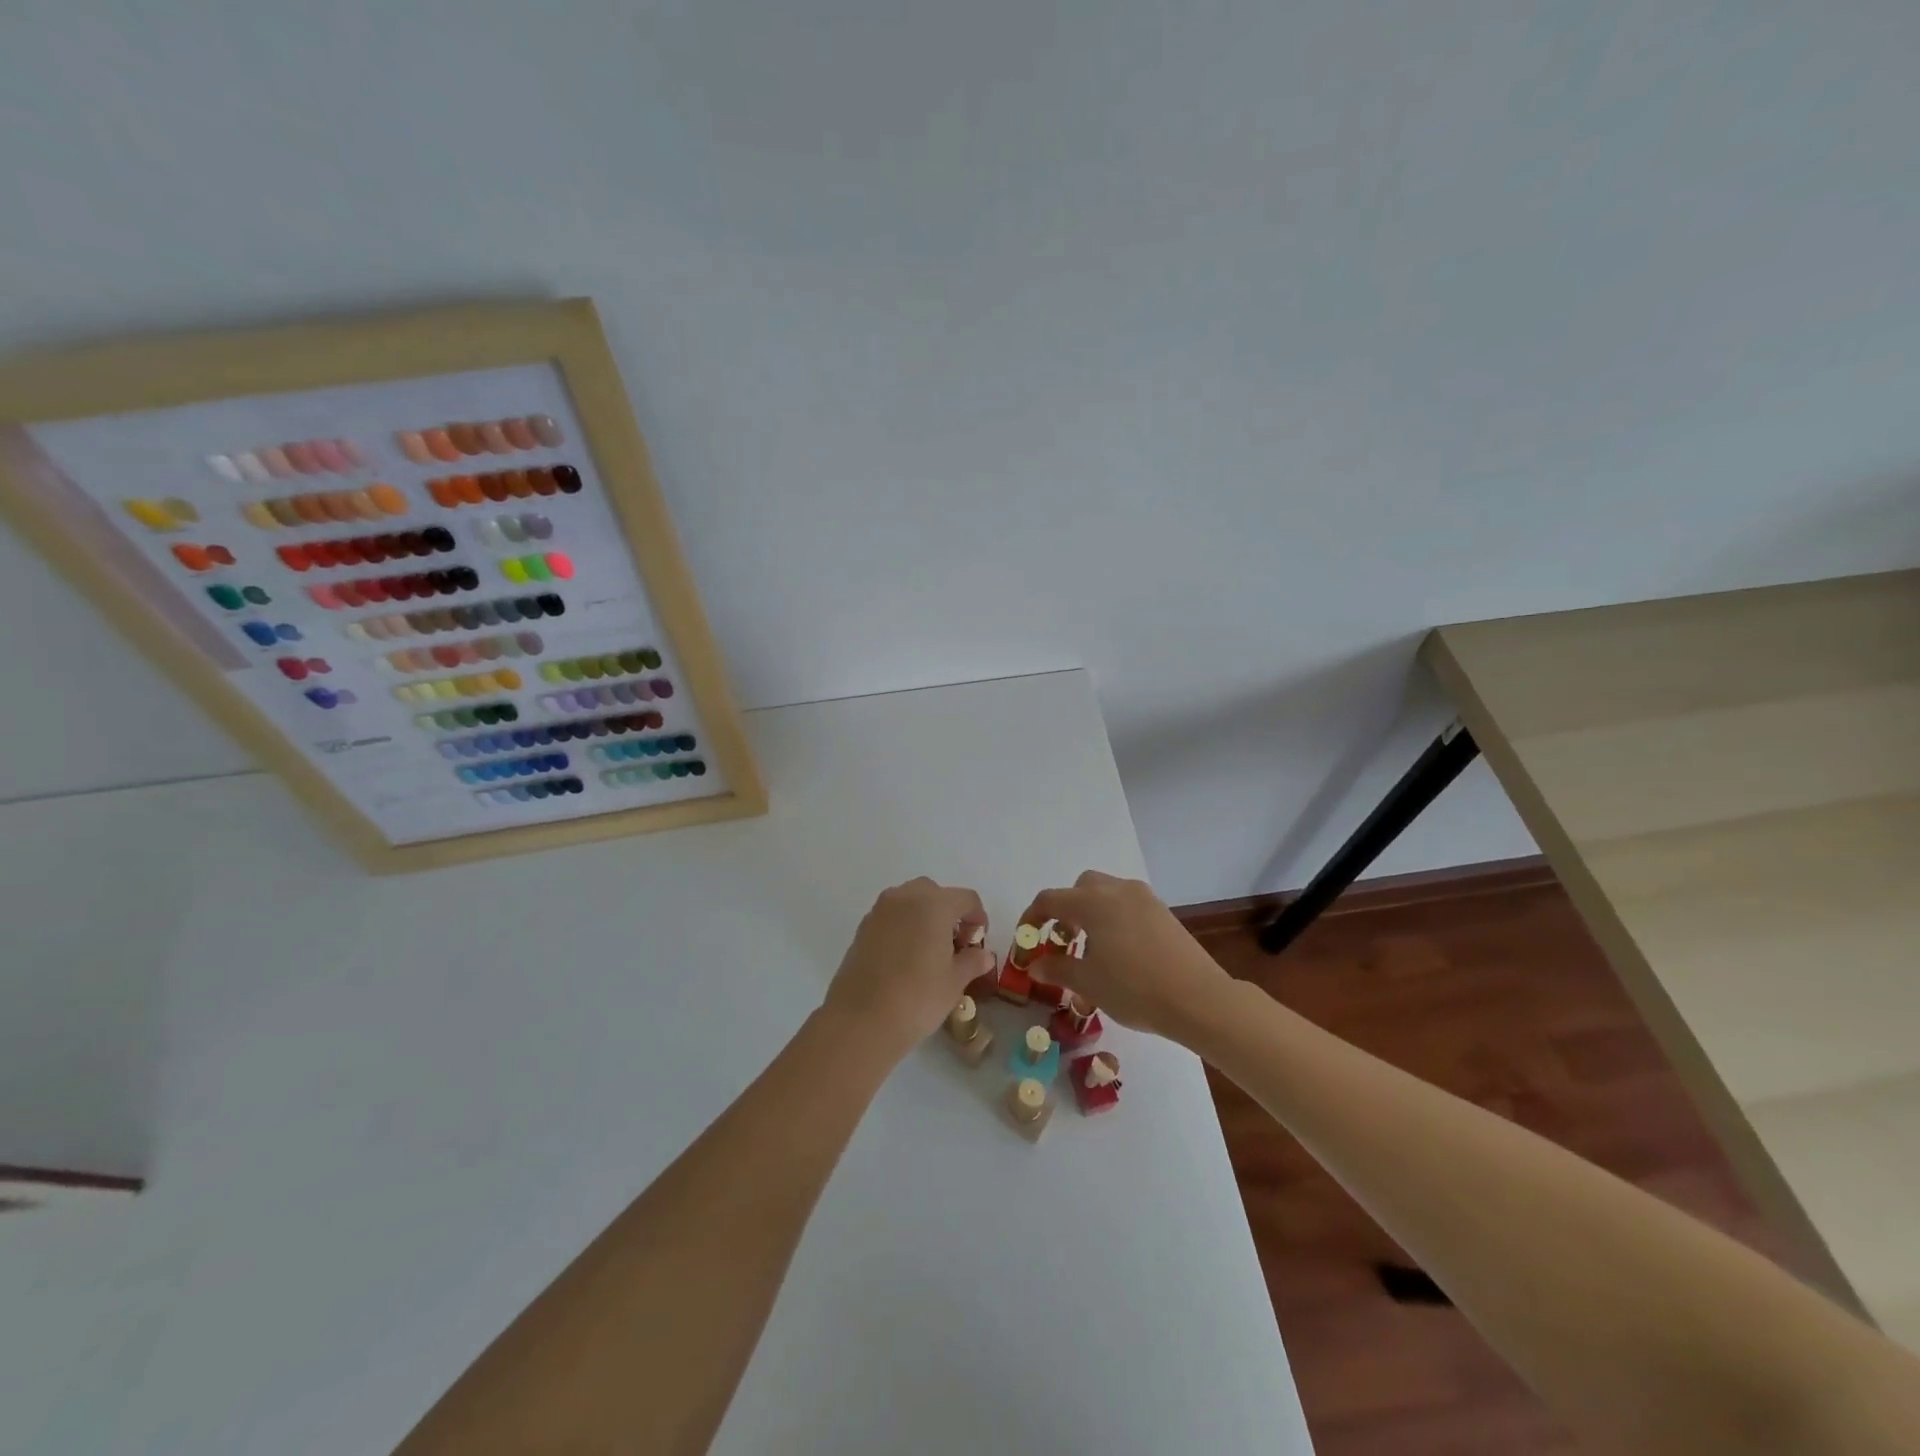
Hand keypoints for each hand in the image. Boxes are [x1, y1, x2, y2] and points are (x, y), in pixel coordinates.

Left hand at [823, 878, 992, 1060]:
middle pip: (935, 893)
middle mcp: (905, 897)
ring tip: (929, 952)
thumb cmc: (917, 997)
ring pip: (910, 901)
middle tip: (954, 946)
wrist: (861, 1020)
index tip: (977, 944)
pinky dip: (903, 927)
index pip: (966, 898)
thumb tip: (983, 955)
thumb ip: (972, 962)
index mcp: (934, 904)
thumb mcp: (954, 982)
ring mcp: (879, 911)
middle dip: (949, 913)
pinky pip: (891, 916)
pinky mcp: (862, 928)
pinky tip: (905, 959)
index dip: (978, 919)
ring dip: (924, 917)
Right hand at [1018, 871, 1230, 1041]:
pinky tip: (1119, 950)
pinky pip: (1127, 903)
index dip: (1032, 917)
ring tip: (1091, 947)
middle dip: (1064, 909)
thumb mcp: (1087, 983)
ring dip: (1090, 911)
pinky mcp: (1163, 911)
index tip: (1026, 940)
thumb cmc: (1134, 988)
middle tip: (1062, 940)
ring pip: (1106, 892)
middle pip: (1080, 888)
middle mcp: (1117, 890)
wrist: (1198, 998)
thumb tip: (1035, 965)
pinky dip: (1113, 917)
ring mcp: (1144, 898)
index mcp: (1092, 902)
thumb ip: (1056, 969)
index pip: (1049, 899)